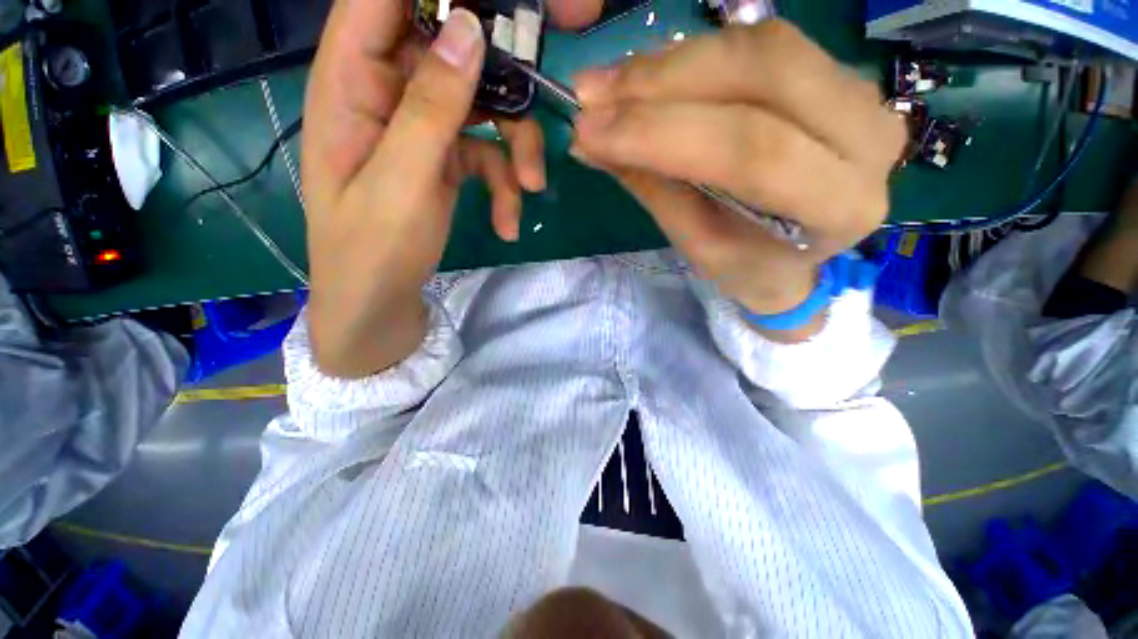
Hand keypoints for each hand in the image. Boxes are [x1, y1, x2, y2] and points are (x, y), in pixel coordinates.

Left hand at [303, 0, 600, 377]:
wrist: (381, 300)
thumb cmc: (373, 247)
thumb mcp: (402, 180)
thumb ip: (431, 106)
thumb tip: (468, 29)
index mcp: (351, 82)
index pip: (380, 2)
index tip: (490, 12)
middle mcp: (387, 94)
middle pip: (448, 50)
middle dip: (499, 80)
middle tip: (532, 110)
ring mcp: (421, 129)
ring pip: (481, 108)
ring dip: (516, 147)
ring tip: (530, 189)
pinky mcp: (445, 161)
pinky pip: (487, 156)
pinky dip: (504, 187)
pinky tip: (508, 223)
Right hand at [571, 20, 905, 340]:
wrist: (794, 261)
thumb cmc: (747, 267)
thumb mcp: (698, 244)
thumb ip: (654, 186)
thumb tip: (590, 141)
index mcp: (841, 206)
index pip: (751, 151)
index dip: (661, 133)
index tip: (589, 132)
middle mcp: (868, 138)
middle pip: (762, 74)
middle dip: (662, 83)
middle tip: (593, 97)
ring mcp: (858, 95)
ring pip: (759, 47)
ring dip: (669, 63)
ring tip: (607, 86)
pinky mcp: (834, 74)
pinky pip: (757, 46)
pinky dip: (690, 57)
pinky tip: (643, 75)